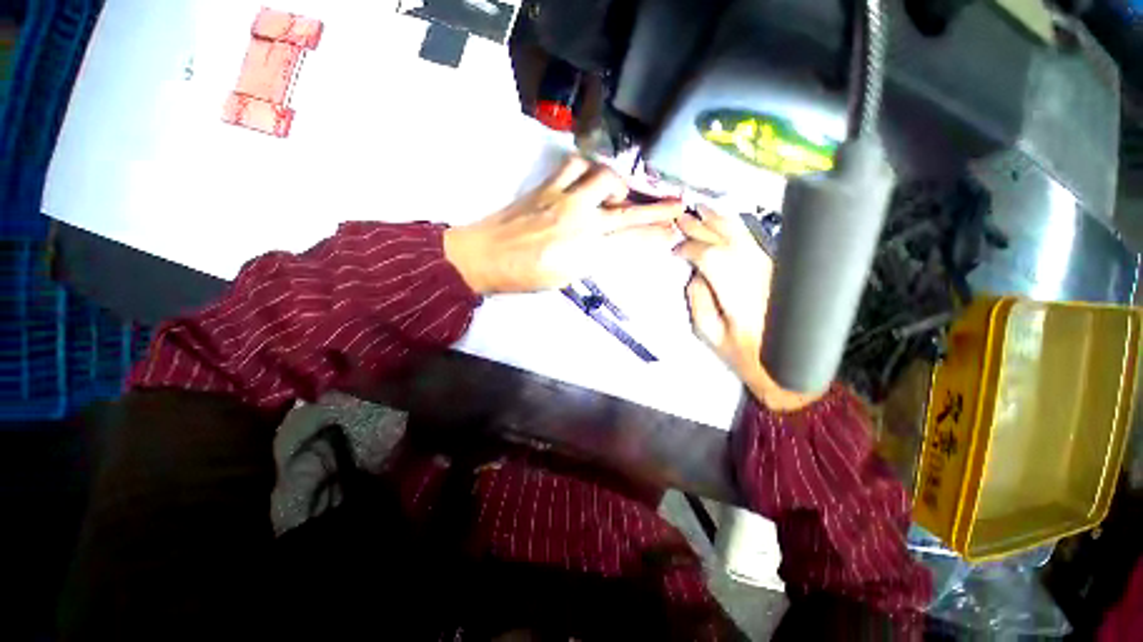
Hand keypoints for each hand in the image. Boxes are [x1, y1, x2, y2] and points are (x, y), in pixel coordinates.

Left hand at [444, 156, 682, 293]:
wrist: (485, 257)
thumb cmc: (525, 277)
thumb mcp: (565, 277)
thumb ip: (593, 258)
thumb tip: (612, 245)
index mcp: (585, 253)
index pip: (631, 241)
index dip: (656, 235)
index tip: (674, 231)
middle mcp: (581, 223)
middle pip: (628, 211)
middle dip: (658, 208)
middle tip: (678, 204)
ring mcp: (564, 199)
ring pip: (605, 178)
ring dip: (621, 183)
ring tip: (622, 192)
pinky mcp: (547, 185)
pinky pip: (575, 164)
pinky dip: (588, 167)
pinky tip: (590, 176)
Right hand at [675, 206, 818, 411]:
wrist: (787, 363)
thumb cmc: (746, 354)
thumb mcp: (710, 333)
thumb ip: (698, 300)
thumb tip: (695, 274)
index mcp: (739, 292)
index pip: (710, 256)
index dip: (690, 248)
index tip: (675, 250)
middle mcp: (757, 273)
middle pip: (726, 239)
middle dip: (701, 227)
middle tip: (682, 219)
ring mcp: (769, 269)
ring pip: (742, 235)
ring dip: (718, 221)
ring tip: (700, 210)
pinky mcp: (773, 270)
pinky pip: (751, 241)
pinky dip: (734, 228)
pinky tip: (723, 222)